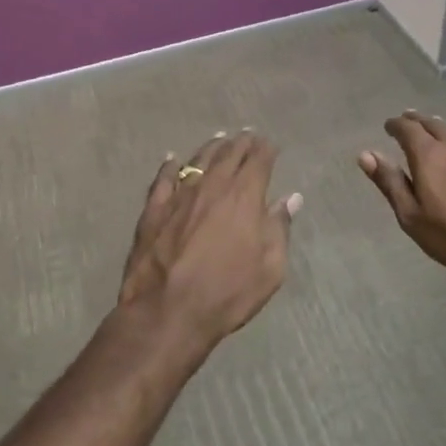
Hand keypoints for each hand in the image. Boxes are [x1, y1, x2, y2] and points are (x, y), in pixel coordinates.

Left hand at [119, 130, 299, 356]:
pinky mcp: (154, 209)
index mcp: (244, 196)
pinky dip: (170, 165)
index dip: (266, 149)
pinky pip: (163, 178)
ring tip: (220, 139)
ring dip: (212, 147)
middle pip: (229, 154)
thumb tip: (291, 198)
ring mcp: (180, 195)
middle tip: (248, 135)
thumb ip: (279, 228)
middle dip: (241, 142)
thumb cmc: (227, 292)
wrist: (167, 311)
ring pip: (198, 160)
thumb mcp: (270, 268)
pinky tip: (172, 159)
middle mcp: (212, 185)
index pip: (259, 160)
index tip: (270, 145)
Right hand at [360, 111, 445, 287]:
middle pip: (431, 123)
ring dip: (440, 127)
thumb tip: (365, 154)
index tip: (388, 127)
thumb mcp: (412, 216)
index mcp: (428, 154)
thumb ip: (390, 182)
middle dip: (416, 121)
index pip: (407, 128)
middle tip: (407, 122)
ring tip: (433, 129)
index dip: (395, 125)